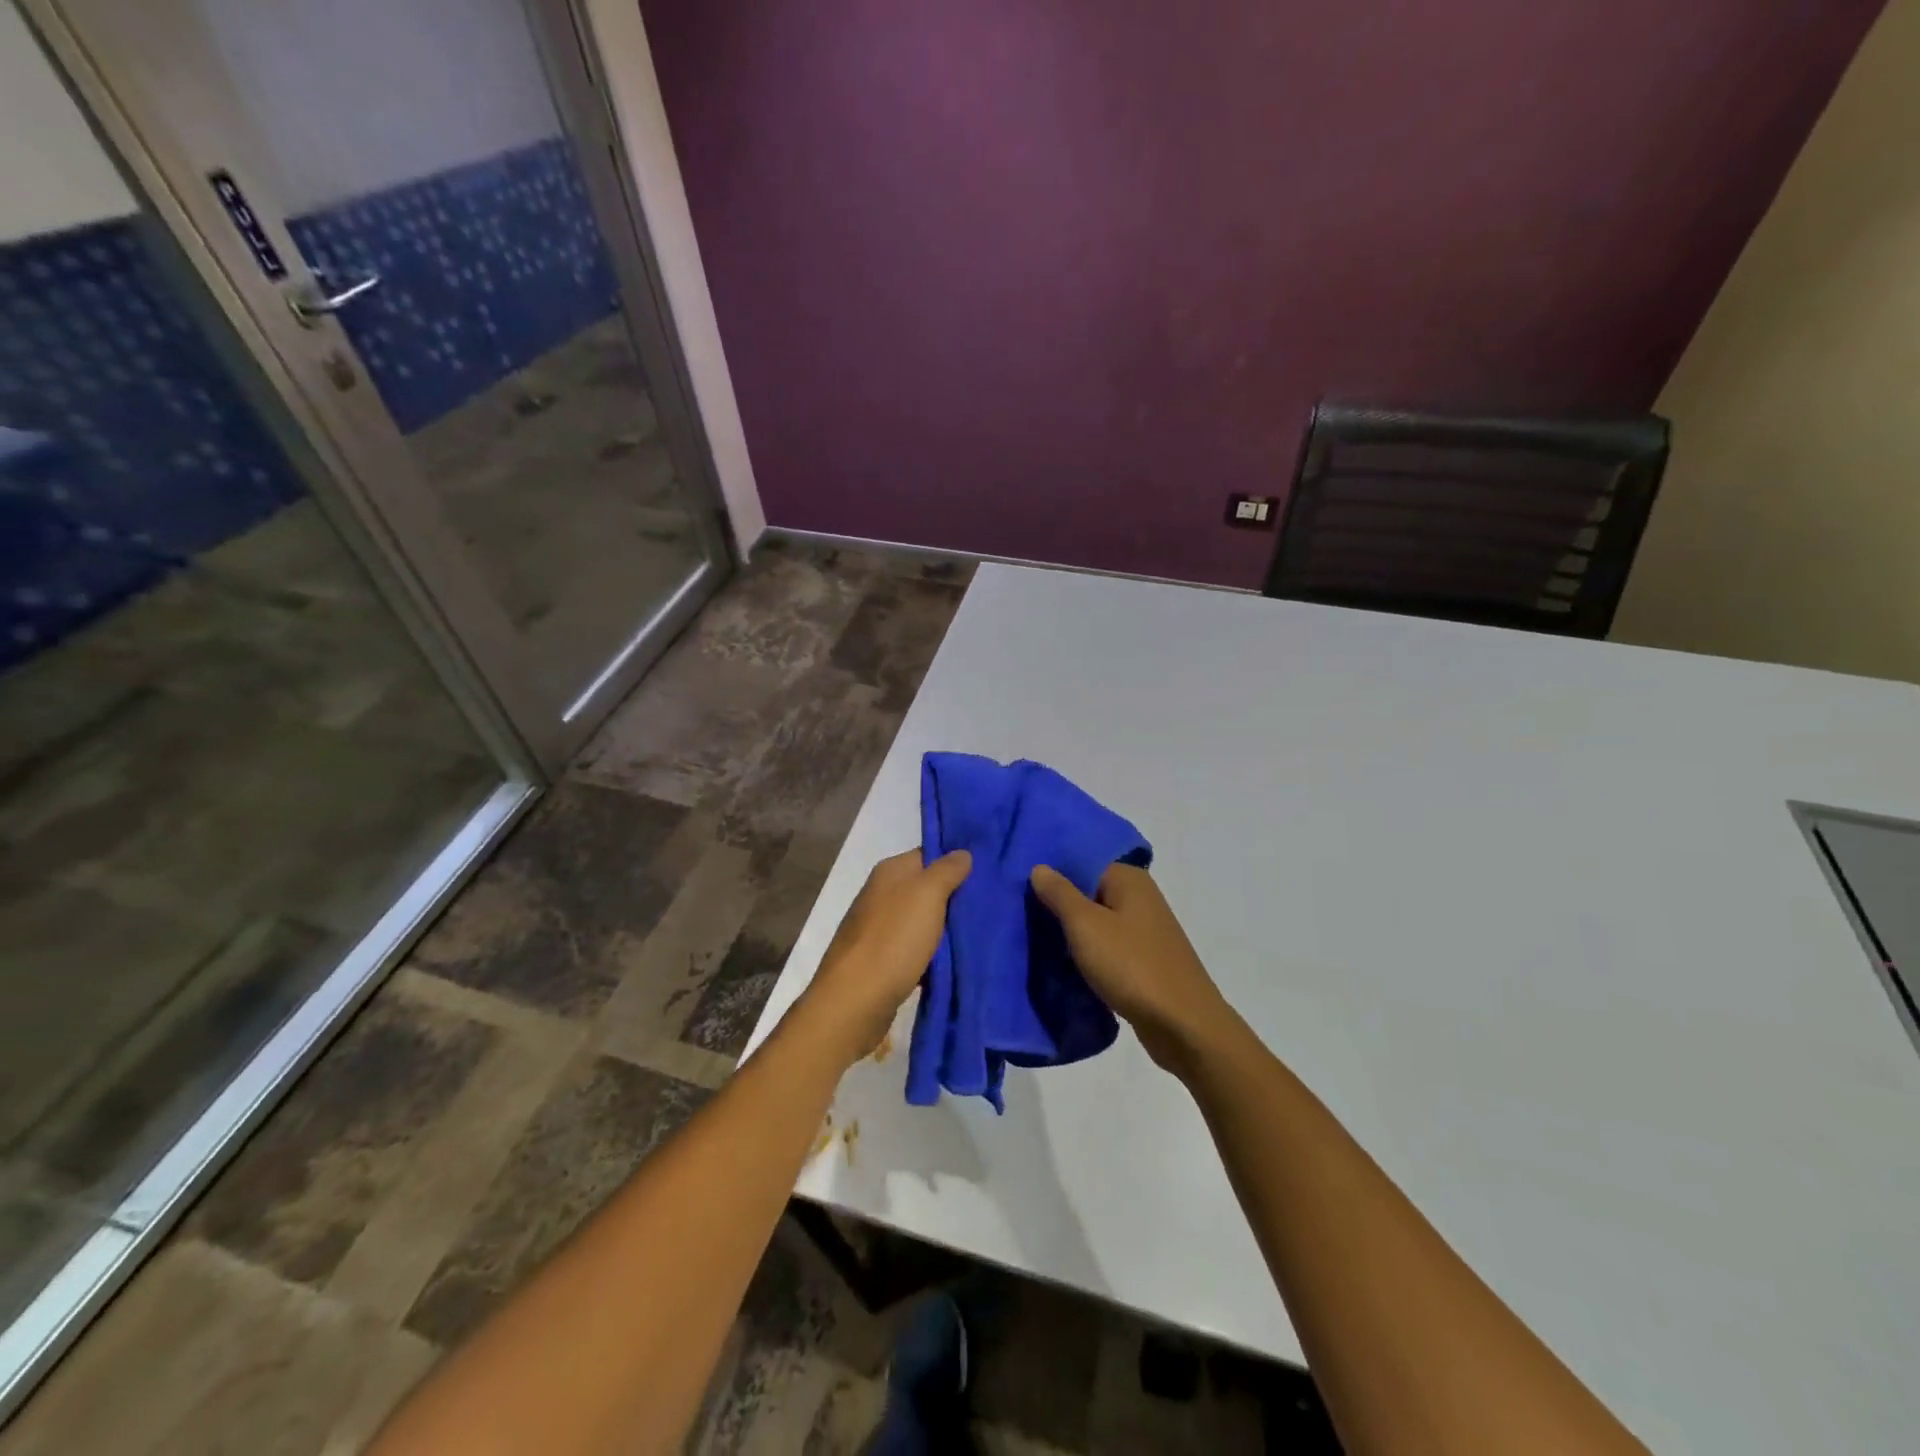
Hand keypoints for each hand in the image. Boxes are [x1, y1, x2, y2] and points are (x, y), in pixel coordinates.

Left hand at [795, 848, 971, 1066]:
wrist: (855, 1001)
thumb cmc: (894, 940)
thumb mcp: (927, 895)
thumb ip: (947, 870)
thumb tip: (962, 853)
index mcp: (890, 872)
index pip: (929, 855)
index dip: (957, 862)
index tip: (988, 873)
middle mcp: (882, 894)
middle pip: (927, 888)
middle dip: (955, 898)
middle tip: (992, 906)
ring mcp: (879, 928)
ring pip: (923, 921)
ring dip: (946, 929)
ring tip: (981, 934)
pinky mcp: (881, 960)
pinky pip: (915, 949)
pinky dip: (933, 954)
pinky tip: (955, 962)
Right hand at [1030, 863, 1236, 1074]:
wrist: (1183, 1026)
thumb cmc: (1132, 966)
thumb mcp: (1086, 925)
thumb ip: (1060, 894)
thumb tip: (1040, 867)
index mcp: (1129, 880)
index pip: (1081, 862)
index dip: (1051, 873)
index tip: (1018, 886)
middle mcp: (1140, 898)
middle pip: (1089, 892)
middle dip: (1057, 905)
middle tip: (1019, 915)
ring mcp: (1145, 931)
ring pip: (1097, 922)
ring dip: (1071, 933)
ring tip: (1033, 940)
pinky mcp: (1144, 961)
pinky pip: (1107, 948)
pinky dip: (1087, 954)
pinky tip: (1063, 964)